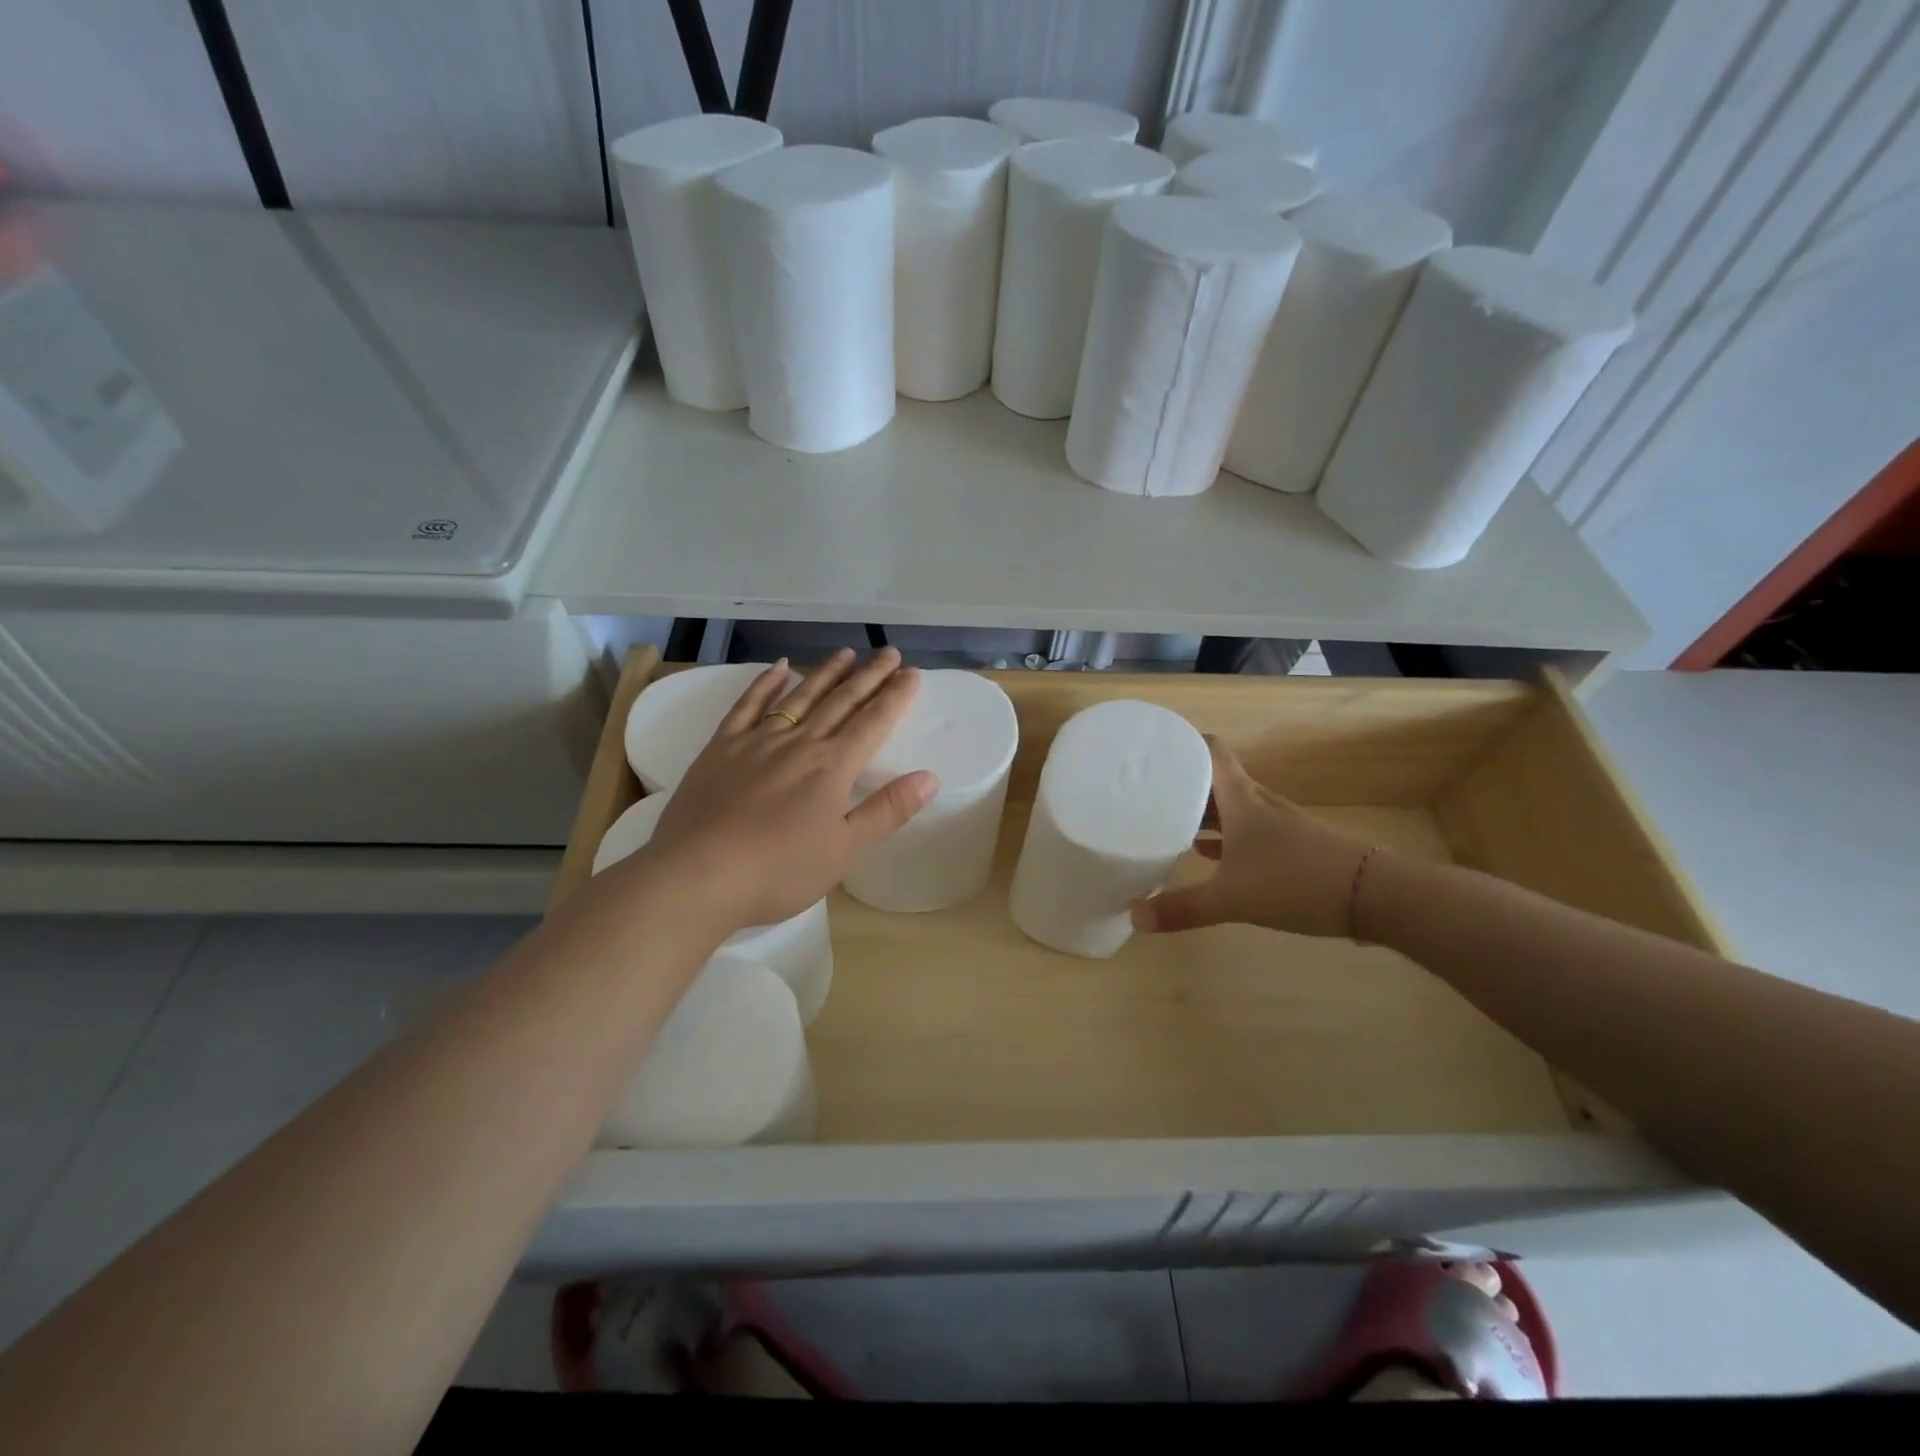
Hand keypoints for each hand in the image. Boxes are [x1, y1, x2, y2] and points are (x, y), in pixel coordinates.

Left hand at [638, 648, 936, 930]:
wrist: (698, 875)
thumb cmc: (779, 871)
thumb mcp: (844, 850)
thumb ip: (887, 811)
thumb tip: (929, 777)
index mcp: (832, 767)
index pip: (873, 722)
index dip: (895, 696)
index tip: (912, 672)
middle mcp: (799, 743)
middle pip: (841, 702)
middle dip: (868, 676)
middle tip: (889, 652)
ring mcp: (757, 741)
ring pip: (800, 697)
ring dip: (825, 674)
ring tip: (846, 654)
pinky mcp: (722, 747)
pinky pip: (748, 705)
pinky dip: (765, 684)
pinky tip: (778, 668)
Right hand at [1130, 736, 1373, 938]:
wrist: (1374, 895)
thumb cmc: (1294, 881)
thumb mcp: (1231, 899)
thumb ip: (1182, 908)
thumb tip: (1134, 917)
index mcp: (1240, 800)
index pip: (1211, 752)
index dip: (1184, 744)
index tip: (1154, 749)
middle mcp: (1258, 803)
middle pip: (1216, 780)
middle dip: (1183, 782)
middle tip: (1147, 789)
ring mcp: (1278, 824)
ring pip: (1231, 807)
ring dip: (1203, 811)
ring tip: (1167, 820)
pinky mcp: (1292, 846)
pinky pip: (1247, 831)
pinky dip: (1225, 836)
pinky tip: (1206, 853)